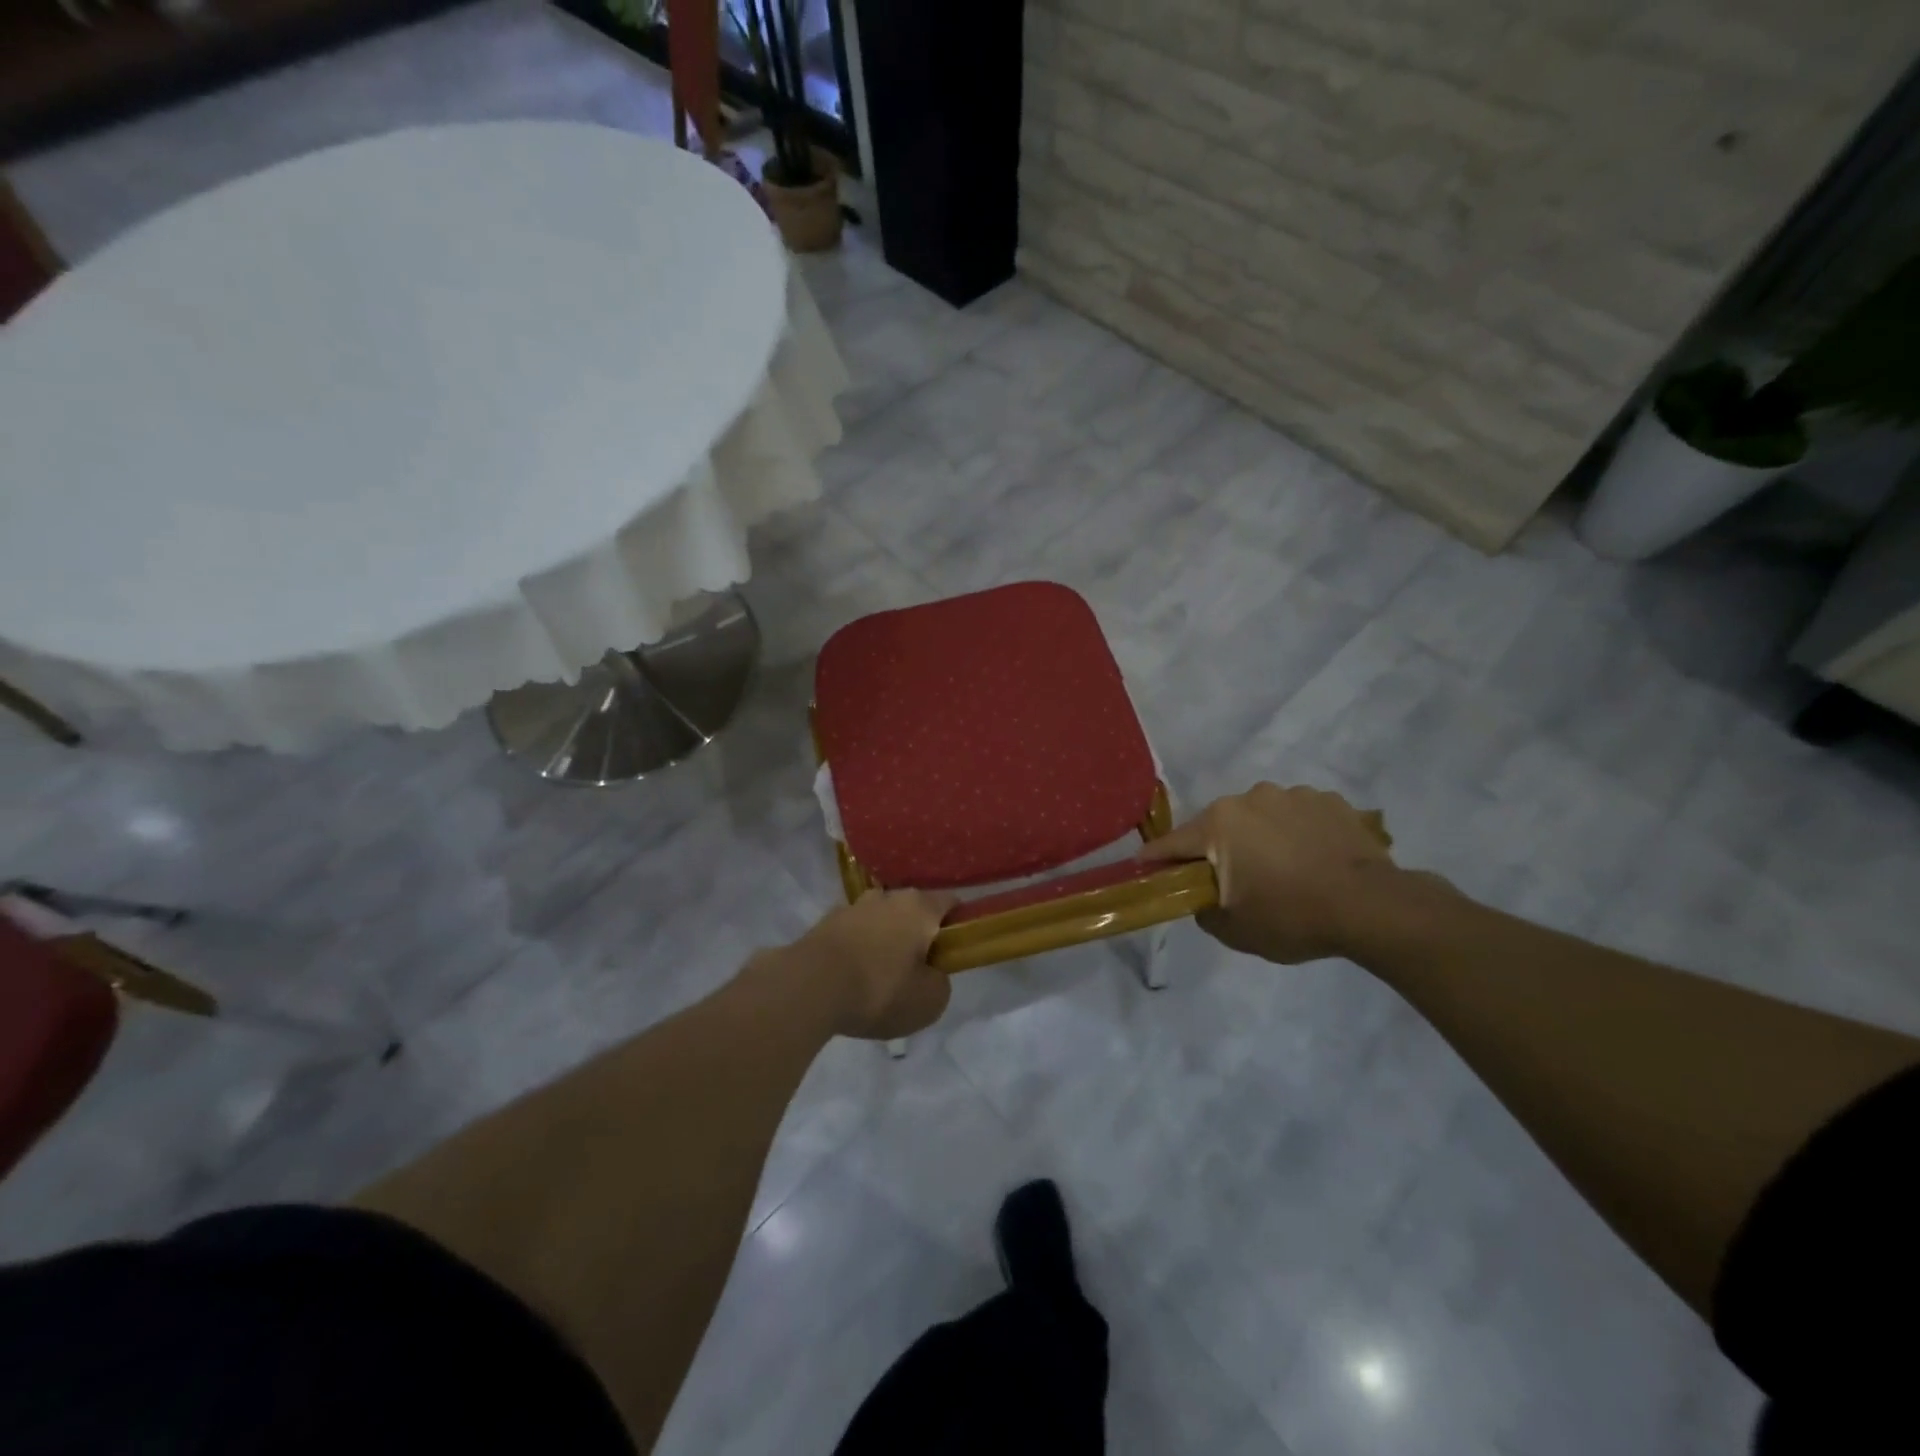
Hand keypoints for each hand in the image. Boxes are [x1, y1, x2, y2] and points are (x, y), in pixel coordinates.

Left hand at [786, 889, 957, 1040]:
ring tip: (879, 978)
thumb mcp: (929, 1001)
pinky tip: (852, 979)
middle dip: (918, 935)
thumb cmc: (879, 989)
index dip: (958, 926)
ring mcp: (852, 906)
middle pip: (913, 911)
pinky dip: (857, 950)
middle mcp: (887, 896)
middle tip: (917, 971)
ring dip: (885, 941)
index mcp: (919, 907)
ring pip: (880, 920)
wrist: (809, 987)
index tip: (954, 953)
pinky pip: (853, 934)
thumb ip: (940, 983)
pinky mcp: (825, 923)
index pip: (950, 903)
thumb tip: (932, 974)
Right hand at [1140, 783, 1399, 963]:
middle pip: (1219, 826)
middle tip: (1232, 881)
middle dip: (1218, 849)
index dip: (1156, 859)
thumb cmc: (1292, 916)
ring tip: (1284, 871)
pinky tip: (1314, 860)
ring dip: (1261, 838)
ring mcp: (1293, 794)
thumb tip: (1203, 897)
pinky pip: (1299, 816)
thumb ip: (1204, 910)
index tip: (1145, 868)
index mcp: (1220, 823)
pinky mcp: (1330, 800)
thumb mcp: (1235, 930)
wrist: (1373, 907)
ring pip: (1261, 817)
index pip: (1173, 842)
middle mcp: (1250, 798)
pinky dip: (1298, 833)